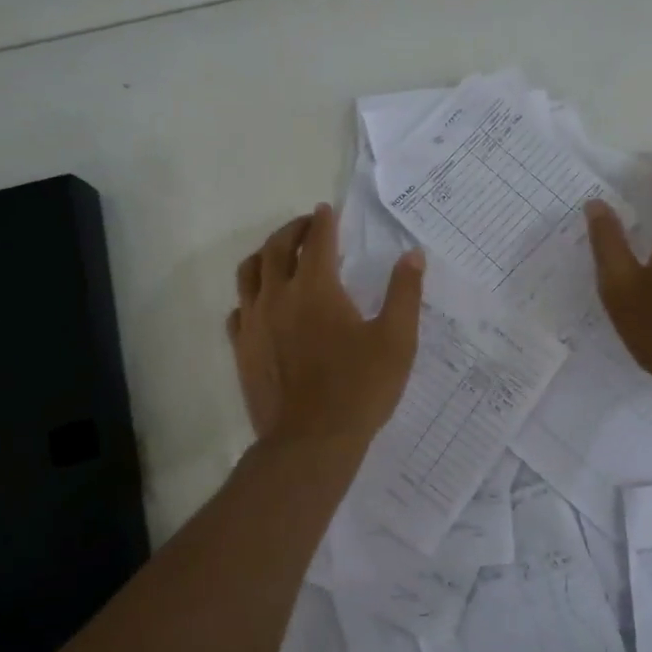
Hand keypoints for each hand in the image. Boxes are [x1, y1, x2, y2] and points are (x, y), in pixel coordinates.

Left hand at [227, 204, 425, 448]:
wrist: (311, 442)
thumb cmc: (360, 388)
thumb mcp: (397, 340)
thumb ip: (404, 293)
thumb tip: (413, 255)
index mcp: (316, 288)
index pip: (316, 240)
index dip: (323, 221)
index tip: (327, 210)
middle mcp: (278, 296)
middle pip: (276, 248)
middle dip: (292, 230)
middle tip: (307, 226)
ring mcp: (254, 323)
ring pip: (249, 273)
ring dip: (265, 255)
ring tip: (279, 255)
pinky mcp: (242, 349)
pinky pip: (238, 309)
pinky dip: (250, 296)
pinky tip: (262, 304)